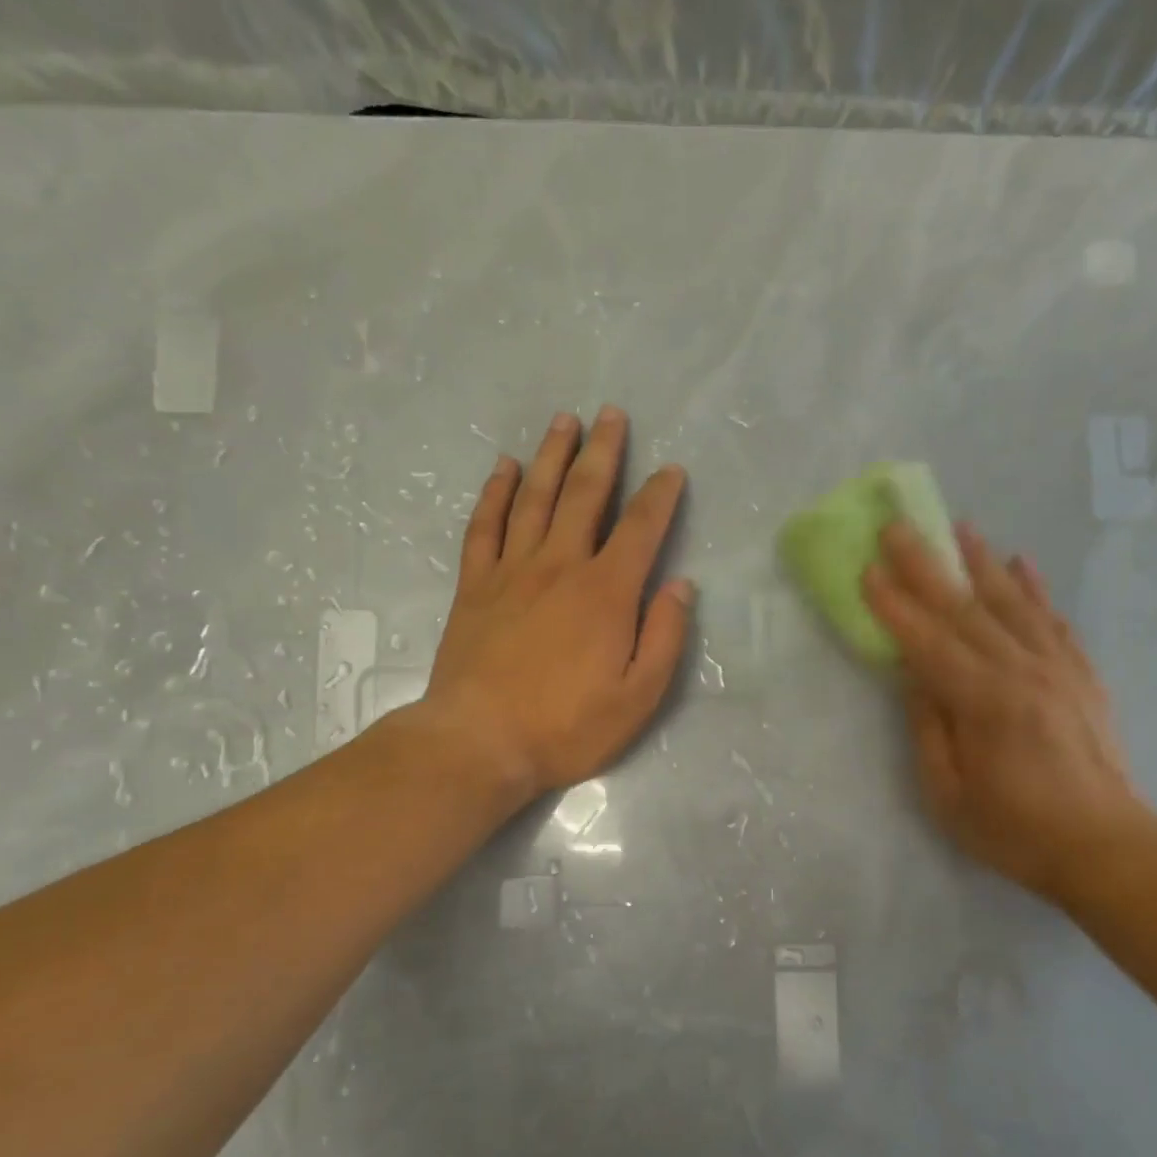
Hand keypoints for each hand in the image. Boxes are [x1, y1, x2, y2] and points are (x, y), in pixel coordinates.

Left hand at [412, 406, 692, 806]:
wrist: (479, 743)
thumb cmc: (566, 726)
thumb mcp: (638, 697)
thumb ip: (665, 637)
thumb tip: (681, 586)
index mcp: (606, 593)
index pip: (640, 528)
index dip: (660, 496)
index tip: (671, 470)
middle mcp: (560, 566)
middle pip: (584, 495)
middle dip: (603, 451)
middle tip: (612, 414)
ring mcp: (512, 572)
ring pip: (534, 498)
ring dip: (552, 456)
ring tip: (564, 420)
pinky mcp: (475, 586)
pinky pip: (485, 526)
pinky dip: (495, 493)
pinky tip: (503, 467)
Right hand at [864, 521, 1145, 902]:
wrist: (1106, 847)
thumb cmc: (1016, 831)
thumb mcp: (949, 795)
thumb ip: (928, 729)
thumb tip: (915, 676)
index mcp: (984, 702)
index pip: (928, 642)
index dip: (894, 606)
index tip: (868, 569)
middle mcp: (1022, 671)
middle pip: (965, 608)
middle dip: (926, 565)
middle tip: (899, 526)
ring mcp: (1058, 668)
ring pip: (1012, 602)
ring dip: (982, 562)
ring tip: (960, 527)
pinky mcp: (1081, 675)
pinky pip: (1053, 620)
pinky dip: (1035, 589)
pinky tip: (1022, 563)